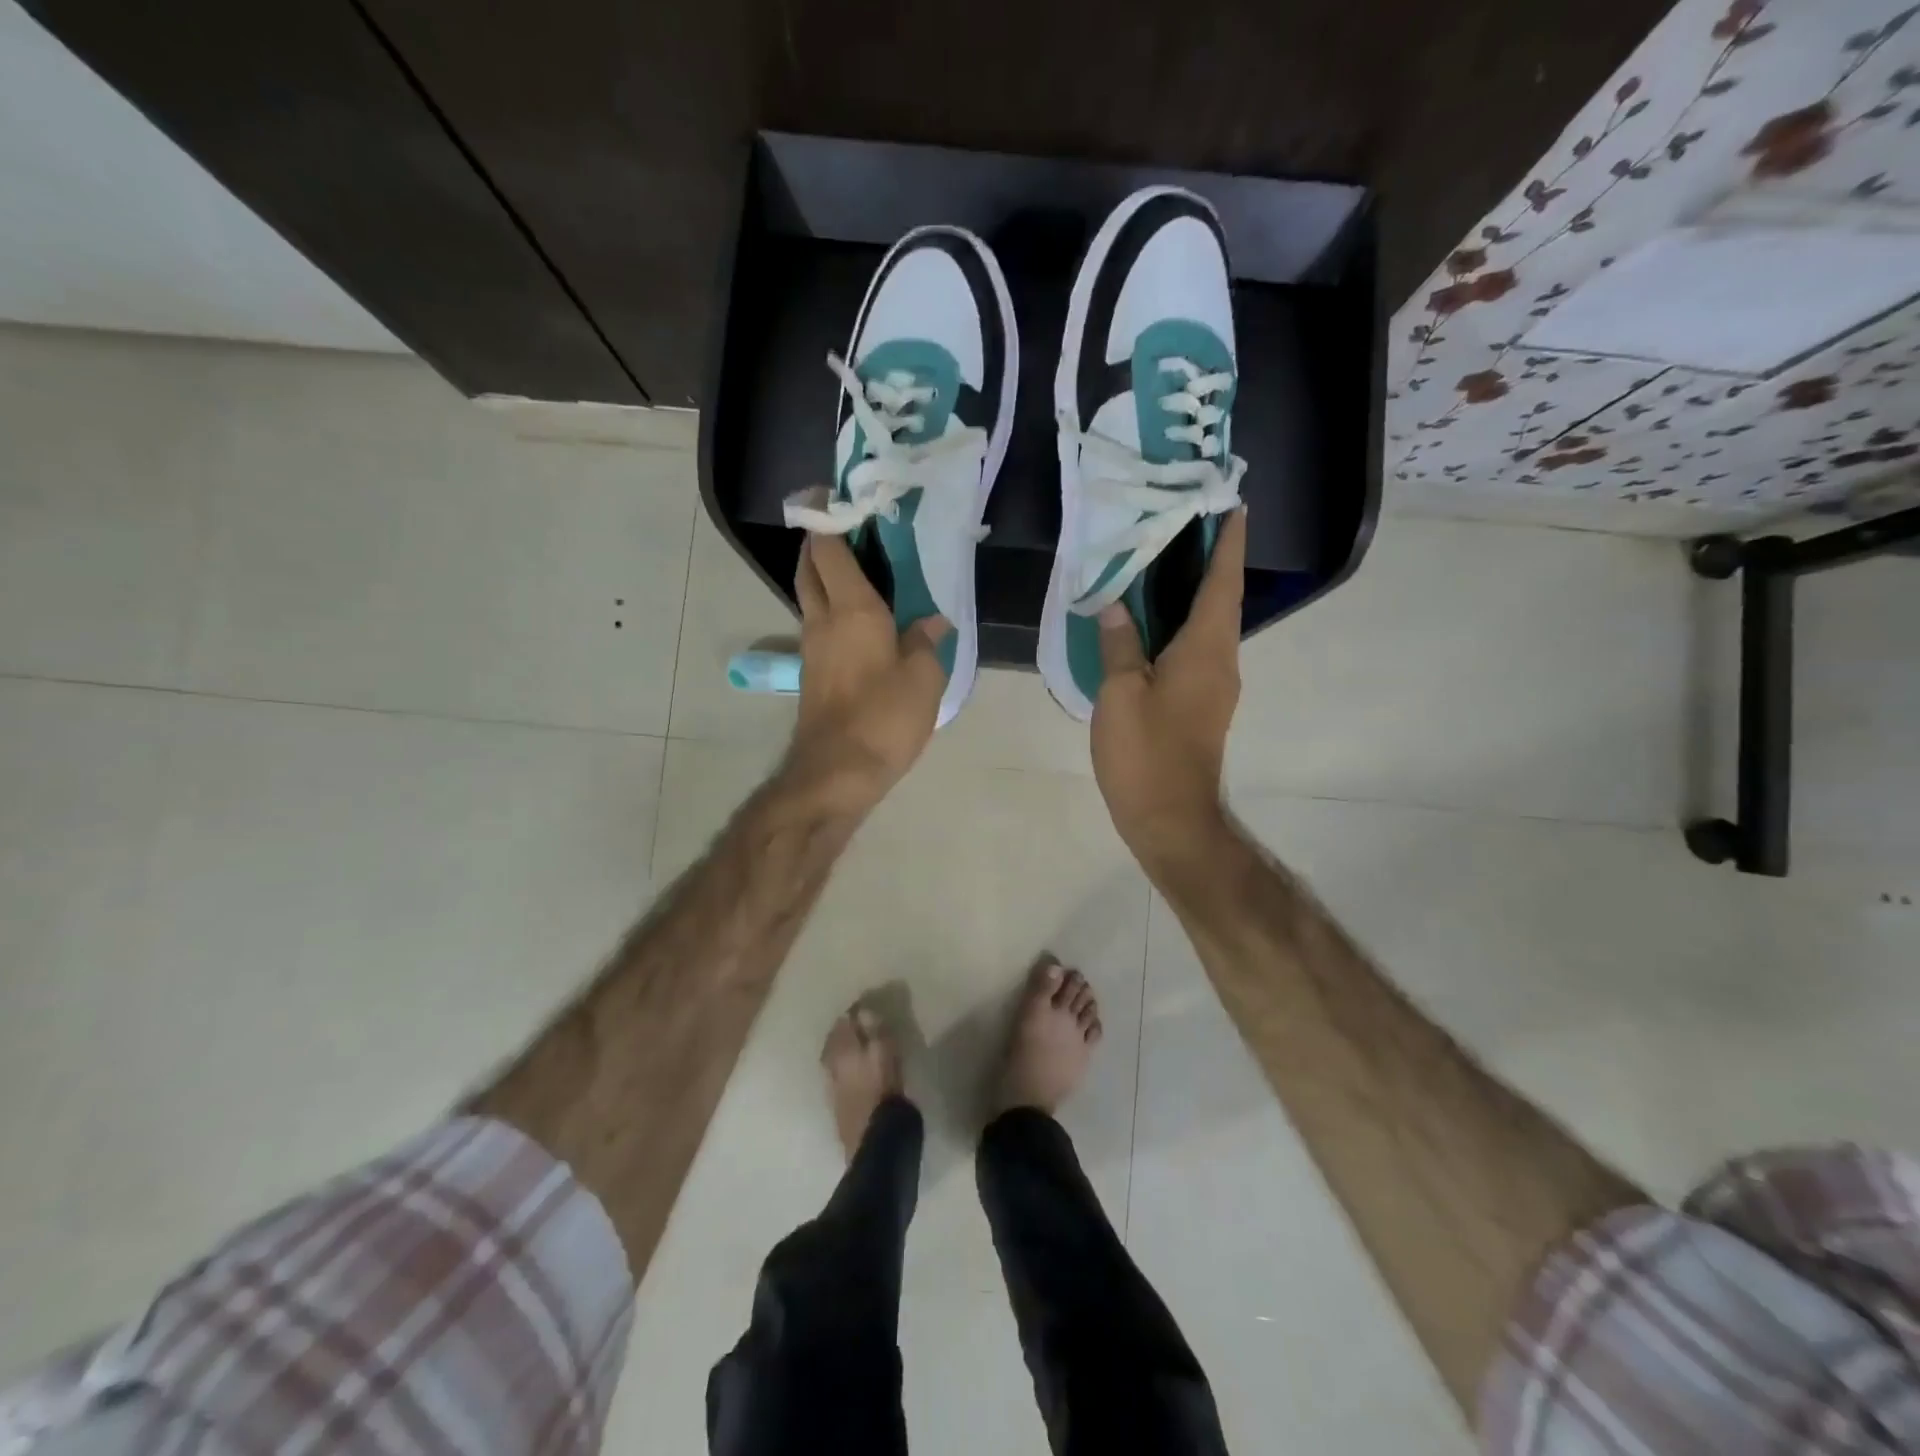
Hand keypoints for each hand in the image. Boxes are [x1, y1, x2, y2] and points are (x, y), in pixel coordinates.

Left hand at [786, 532, 951, 812]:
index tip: (833, 495)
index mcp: (852, 609)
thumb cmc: (884, 717)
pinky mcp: (812, 673)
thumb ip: (926, 642)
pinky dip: (830, 608)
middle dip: (819, 542)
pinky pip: (818, 624)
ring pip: (810, 596)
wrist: (836, 772)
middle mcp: (823, 619)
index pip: (829, 549)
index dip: (826, 518)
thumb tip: (932, 622)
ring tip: (859, 570)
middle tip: (847, 530)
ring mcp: (811, 647)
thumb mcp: (923, 678)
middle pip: (809, 567)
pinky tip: (860, 619)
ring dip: (824, 576)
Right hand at [1090, 509, 1245, 869]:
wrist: (1170, 818)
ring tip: (1164, 563)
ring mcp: (1215, 686)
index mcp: (1206, 649)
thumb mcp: (1121, 695)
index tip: (1233, 505)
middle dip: (1212, 560)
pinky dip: (1182, 625)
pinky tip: (1152, 623)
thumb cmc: (1146, 754)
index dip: (1228, 543)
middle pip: (1221, 599)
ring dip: (1196, 592)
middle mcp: (1221, 661)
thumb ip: (1119, 646)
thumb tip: (1115, 605)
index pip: (1223, 582)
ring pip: (1209, 625)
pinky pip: (1197, 650)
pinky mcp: (1202, 705)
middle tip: (1184, 523)